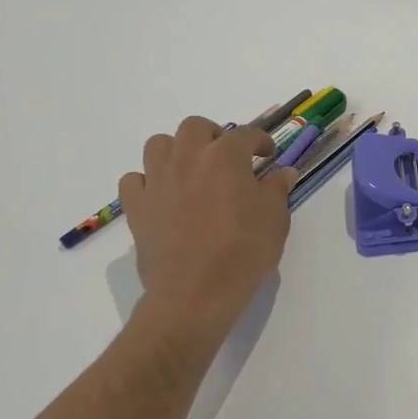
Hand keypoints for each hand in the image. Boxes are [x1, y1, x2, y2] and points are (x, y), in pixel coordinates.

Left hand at [120, 117, 296, 333]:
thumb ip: (277, 189)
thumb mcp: (275, 219)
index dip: (261, 141)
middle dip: (213, 135)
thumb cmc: (244, 251)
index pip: (246, 134)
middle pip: (195, 127)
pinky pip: (134, 180)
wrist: (196, 292)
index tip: (268, 155)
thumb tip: (283, 172)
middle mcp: (188, 159)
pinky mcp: (137, 207)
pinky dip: (147, 181)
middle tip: (226, 156)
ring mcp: (157, 181)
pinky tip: (162, 195)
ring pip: (159, 144)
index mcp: (225, 157)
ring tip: (191, 170)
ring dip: (176, 150)